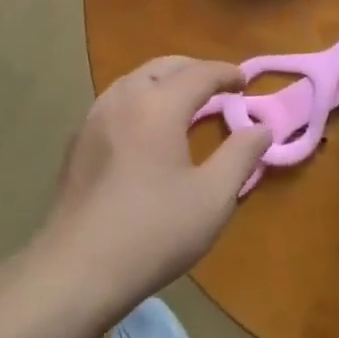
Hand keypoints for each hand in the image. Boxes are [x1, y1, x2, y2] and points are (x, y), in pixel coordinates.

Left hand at [37, 56, 271, 317]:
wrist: (77, 270)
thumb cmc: (154, 231)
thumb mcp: (213, 197)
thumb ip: (241, 155)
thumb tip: (261, 128)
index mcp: (157, 105)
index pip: (199, 73)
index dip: (227, 73)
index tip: (246, 82)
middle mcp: (122, 99)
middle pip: (162, 67)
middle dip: (194, 71)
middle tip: (219, 88)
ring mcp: (93, 119)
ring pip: (134, 81)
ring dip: (164, 83)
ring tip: (186, 104)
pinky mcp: (77, 143)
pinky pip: (115, 103)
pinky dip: (140, 101)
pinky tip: (148, 130)